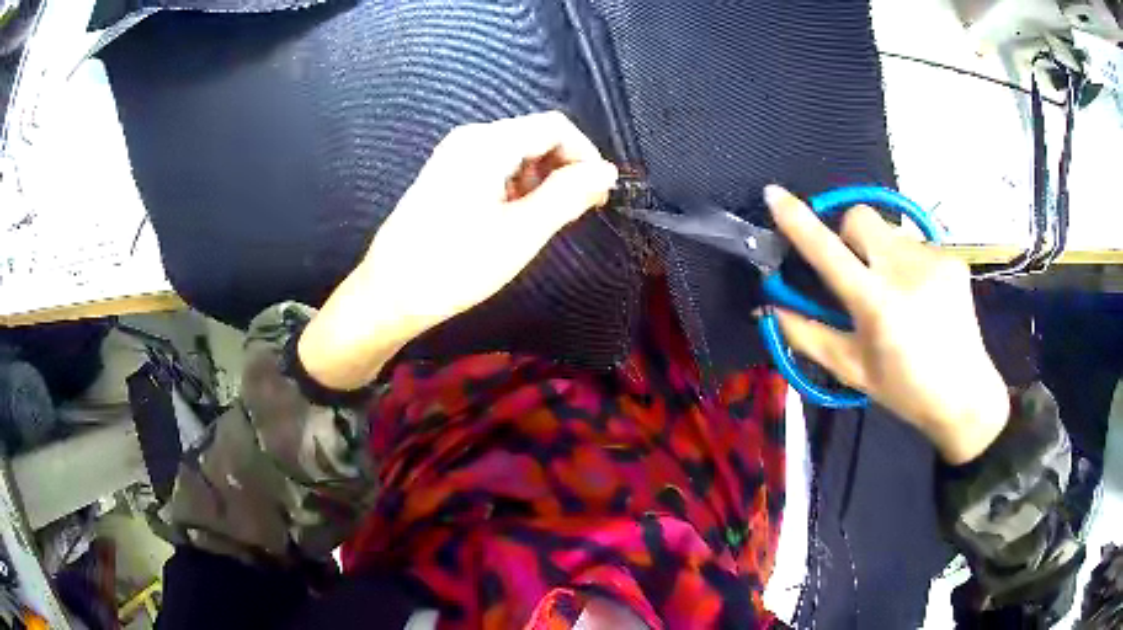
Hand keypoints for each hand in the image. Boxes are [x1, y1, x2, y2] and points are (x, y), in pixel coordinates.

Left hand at [299, 112, 617, 390]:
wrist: (388, 295)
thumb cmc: (454, 265)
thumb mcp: (520, 232)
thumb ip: (568, 195)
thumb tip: (608, 171)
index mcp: (487, 143)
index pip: (555, 127)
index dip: (585, 155)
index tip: (599, 195)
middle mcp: (470, 138)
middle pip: (535, 136)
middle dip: (565, 168)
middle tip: (578, 211)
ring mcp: (454, 156)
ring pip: (517, 153)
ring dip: (542, 180)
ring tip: (546, 220)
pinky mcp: (446, 176)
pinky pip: (495, 168)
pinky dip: (518, 187)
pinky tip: (516, 219)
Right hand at [764, 185, 1008, 463]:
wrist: (965, 394)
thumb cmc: (904, 389)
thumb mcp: (852, 371)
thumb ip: (808, 335)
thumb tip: (770, 306)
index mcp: (876, 304)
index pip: (828, 251)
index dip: (797, 220)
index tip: (774, 194)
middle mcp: (905, 270)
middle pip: (859, 217)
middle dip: (847, 235)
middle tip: (857, 272)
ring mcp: (933, 258)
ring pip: (889, 231)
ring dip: (881, 253)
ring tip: (898, 292)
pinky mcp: (952, 257)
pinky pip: (915, 243)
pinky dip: (908, 263)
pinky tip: (921, 295)